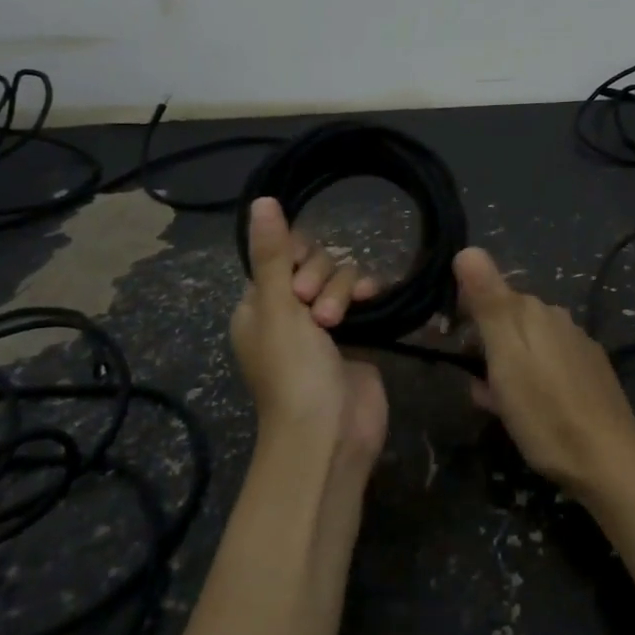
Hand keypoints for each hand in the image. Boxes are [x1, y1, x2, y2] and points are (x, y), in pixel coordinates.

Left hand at [230, 198, 387, 478]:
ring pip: (340, 279)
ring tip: (340, 323)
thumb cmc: (293, 372)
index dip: (295, 259)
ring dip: (343, 291)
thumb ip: (273, 254)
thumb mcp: (277, 308)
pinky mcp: (357, 336)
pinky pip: (363, 298)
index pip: (279, 256)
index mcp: (258, 307)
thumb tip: (261, 200)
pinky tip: (376, 297)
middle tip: (318, 314)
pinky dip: (367, 294)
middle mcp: (289, 312)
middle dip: (321, 280)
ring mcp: (325, 325)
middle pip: (313, 264)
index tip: (299, 282)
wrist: (330, 434)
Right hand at [453, 247, 634, 495]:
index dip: (464, 314)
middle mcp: (559, 319)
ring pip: (527, 346)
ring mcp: (578, 346)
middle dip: (485, 345)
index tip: (449, 342)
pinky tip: (529, 409)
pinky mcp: (591, 373)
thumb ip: (488, 302)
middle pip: (508, 321)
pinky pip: (548, 365)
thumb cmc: (545, 411)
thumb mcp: (506, 357)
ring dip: (506, 367)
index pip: (488, 294)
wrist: (607, 460)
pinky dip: (530, 380)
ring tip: (497, 405)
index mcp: (534, 311)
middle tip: (476, 385)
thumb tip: (467, 249)